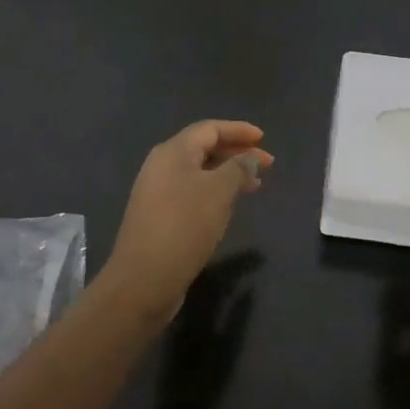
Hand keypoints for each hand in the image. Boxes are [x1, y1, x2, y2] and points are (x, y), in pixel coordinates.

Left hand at [106, 120, 270, 321]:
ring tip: (255, 186)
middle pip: (204, 148)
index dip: (238, 130)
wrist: (143, 280)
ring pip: (199, 173)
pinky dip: (215, 192)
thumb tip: (250, 158)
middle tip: (266, 164)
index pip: (209, 129)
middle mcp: (161, 166)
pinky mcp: (159, 216)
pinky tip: (229, 206)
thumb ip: (239, 168)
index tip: (263, 139)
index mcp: (173, 152)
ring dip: (228, 174)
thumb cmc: (184, 226)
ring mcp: (157, 192)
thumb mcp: (219, 192)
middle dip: (236, 153)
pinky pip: (192, 192)